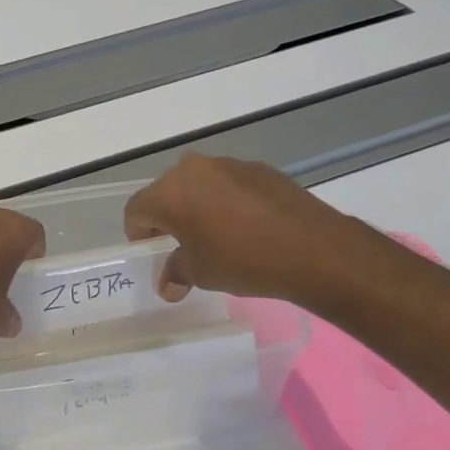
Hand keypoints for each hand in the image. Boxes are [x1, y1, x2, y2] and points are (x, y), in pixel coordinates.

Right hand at [123, 154, 390, 304]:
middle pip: (166, 192)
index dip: (138, 233)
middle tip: (181, 245)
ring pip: (199, 185)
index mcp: (170, 192)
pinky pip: (229, 185)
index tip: (152, 253)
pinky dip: (228, 202)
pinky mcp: (259, 169)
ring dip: (198, 207)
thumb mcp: (200, 273)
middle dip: (168, 218)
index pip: (136, 209)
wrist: (312, 249)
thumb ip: (176, 272)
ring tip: (217, 236)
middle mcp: (194, 169)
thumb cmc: (242, 260)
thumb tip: (168, 285)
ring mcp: (229, 164)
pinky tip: (247, 228)